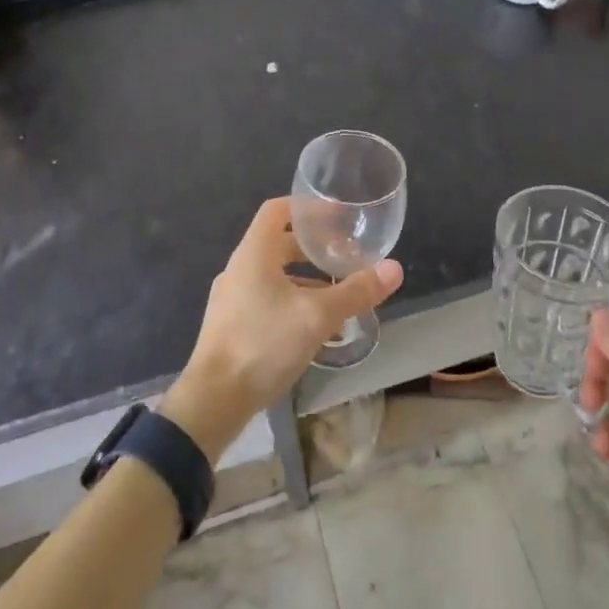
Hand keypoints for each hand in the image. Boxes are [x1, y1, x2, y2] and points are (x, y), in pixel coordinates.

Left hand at [162, 198, 401, 462]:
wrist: (213, 400)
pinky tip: (317, 327)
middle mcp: (240, 268)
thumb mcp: (317, 316)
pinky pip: (268, 299)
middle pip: (280, 243)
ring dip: (308, 279)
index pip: (278, 209)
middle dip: (315, 248)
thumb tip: (395, 269)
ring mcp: (233, 298)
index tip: (338, 215)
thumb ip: (355, 291)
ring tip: (340, 293)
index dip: (308, 207)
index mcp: (254, 253)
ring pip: (276, 275)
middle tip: (347, 256)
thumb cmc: (264, 343)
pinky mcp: (233, 324)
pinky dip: (294, 301)